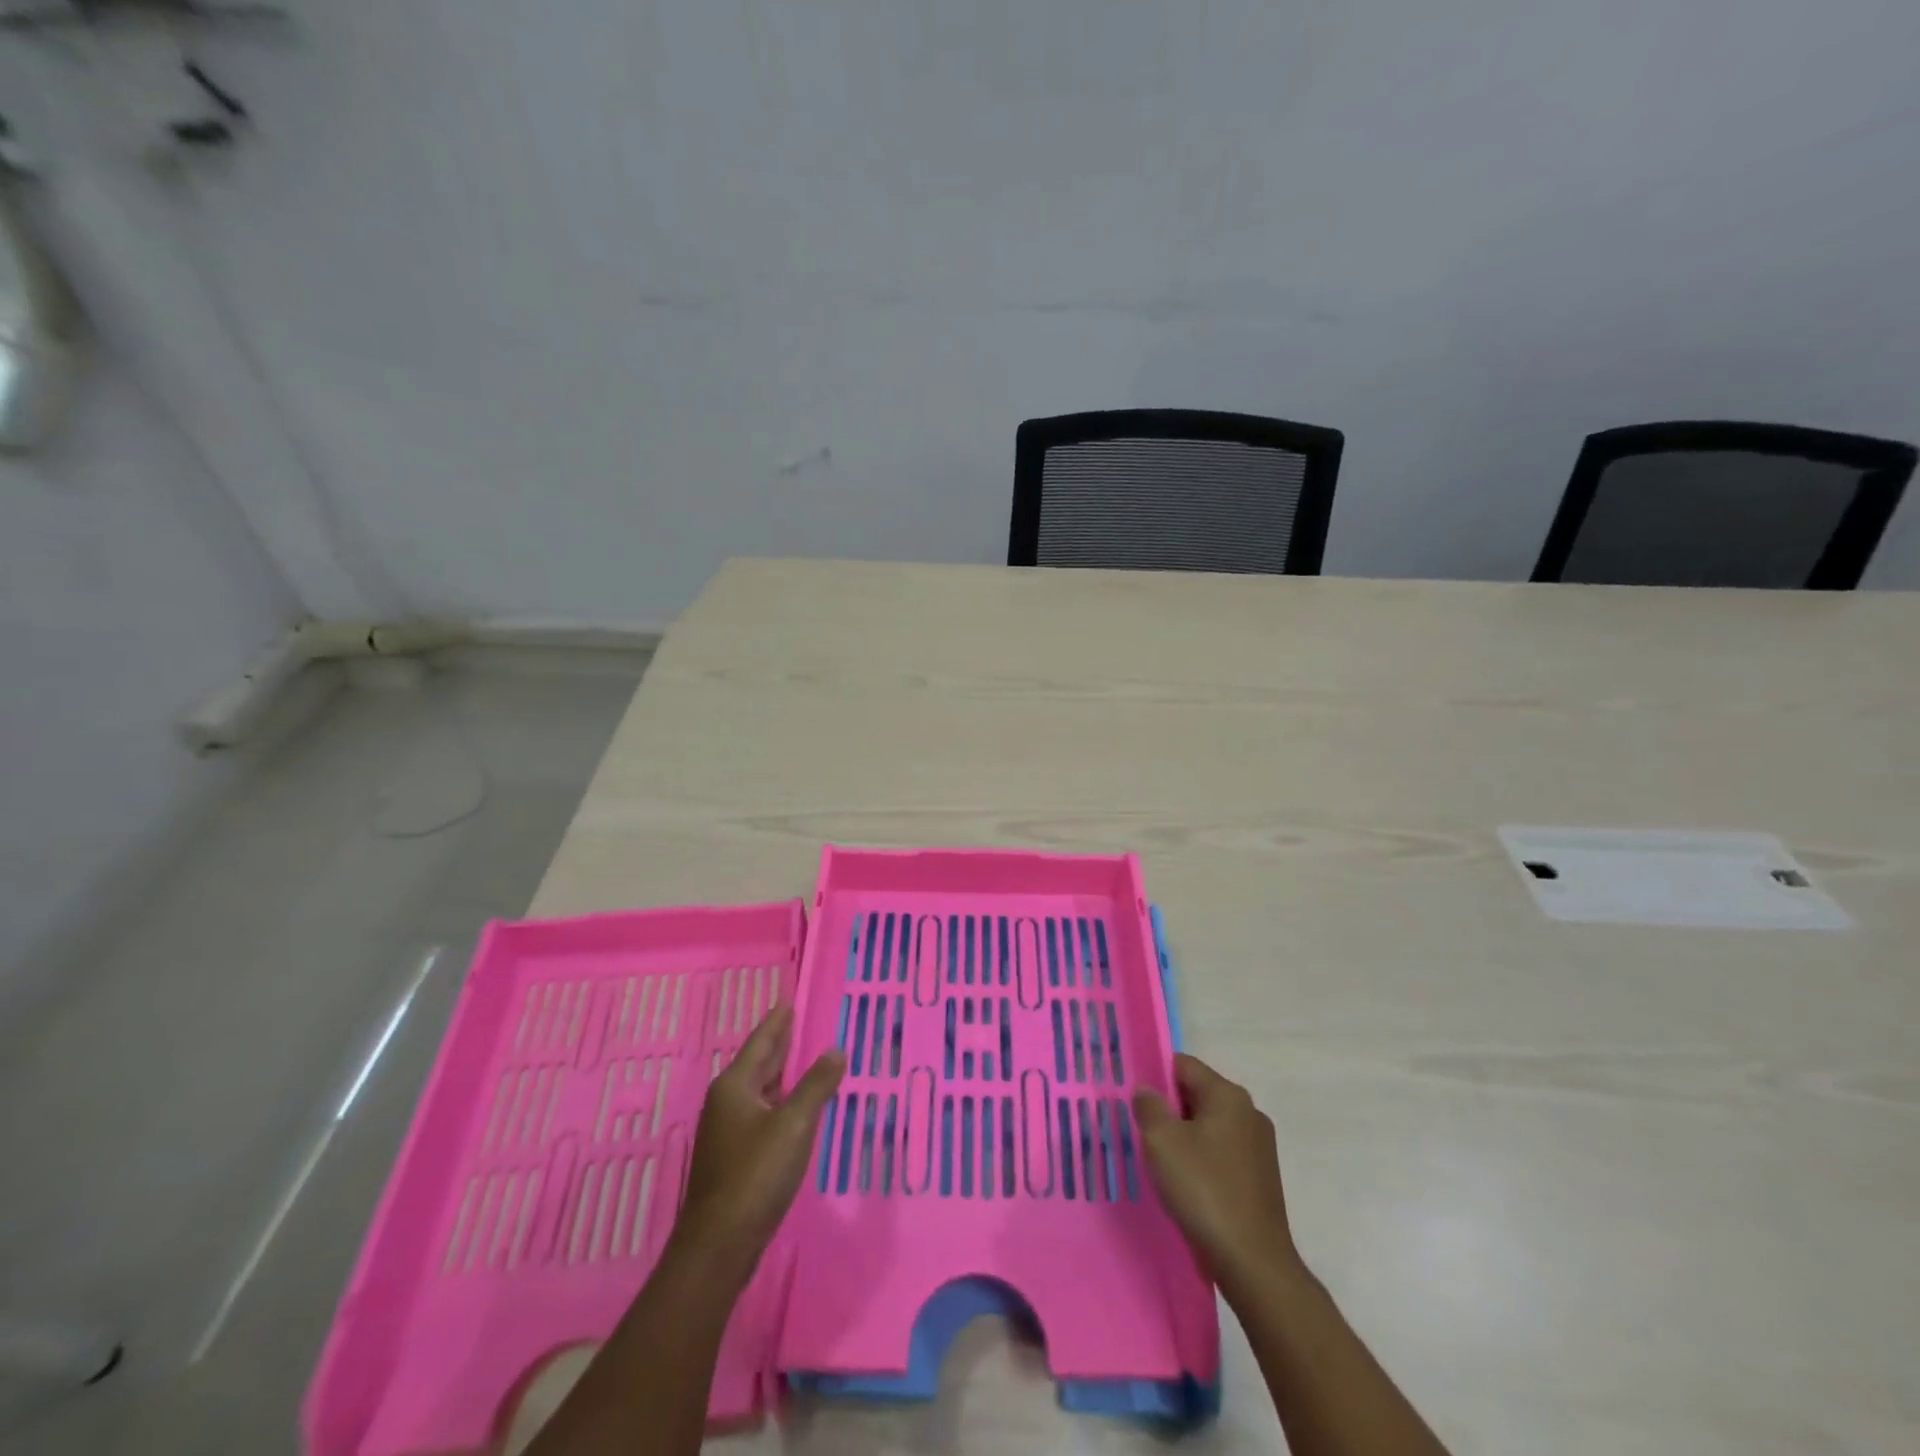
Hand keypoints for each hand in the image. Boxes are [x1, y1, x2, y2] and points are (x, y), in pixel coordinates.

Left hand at [668, 1005, 844, 1278]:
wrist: (719, 1244)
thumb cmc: (756, 1174)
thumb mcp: (794, 1125)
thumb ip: (816, 1085)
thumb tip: (836, 1050)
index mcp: (735, 1086)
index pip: (761, 1043)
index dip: (776, 1023)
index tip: (787, 1001)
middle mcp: (726, 1102)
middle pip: (756, 1064)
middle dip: (776, 1044)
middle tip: (795, 1022)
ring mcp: (726, 1132)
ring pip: (757, 1090)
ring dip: (778, 1073)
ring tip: (799, 1058)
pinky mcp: (732, 1157)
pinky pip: (759, 1113)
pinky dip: (777, 1100)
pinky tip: (791, 1107)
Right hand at [1133, 1054, 1298, 1288]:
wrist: (1253, 1264)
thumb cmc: (1205, 1191)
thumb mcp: (1162, 1141)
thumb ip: (1148, 1106)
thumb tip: (1147, 1090)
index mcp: (1228, 1095)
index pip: (1183, 1065)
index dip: (1154, 1076)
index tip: (1133, 1099)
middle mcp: (1249, 1113)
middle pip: (1196, 1094)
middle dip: (1168, 1109)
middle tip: (1140, 1130)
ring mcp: (1259, 1147)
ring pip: (1208, 1126)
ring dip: (1183, 1136)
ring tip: (1159, 1161)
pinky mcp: (1260, 1177)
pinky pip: (1221, 1153)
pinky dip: (1201, 1160)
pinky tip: (1185, 1184)